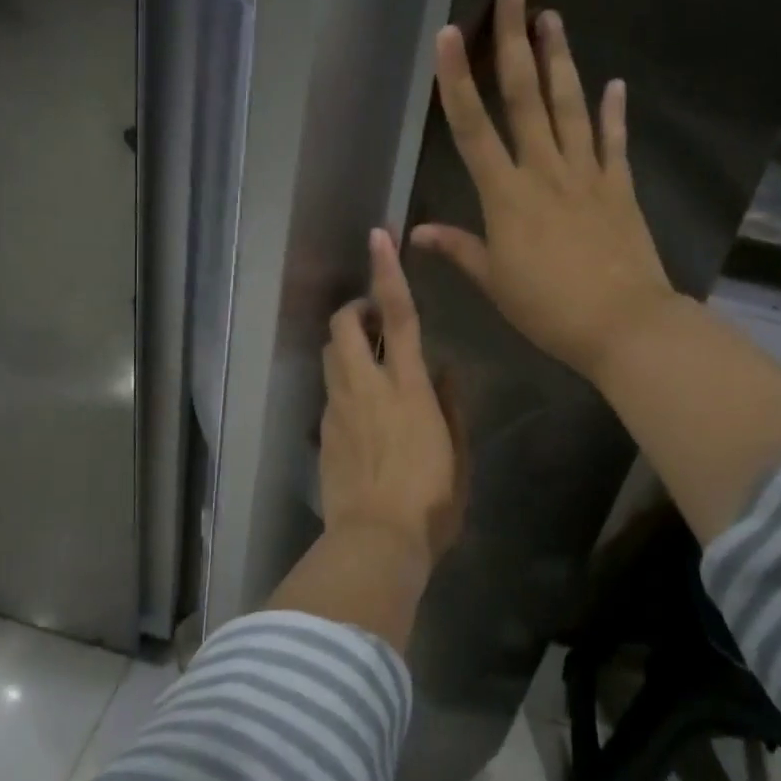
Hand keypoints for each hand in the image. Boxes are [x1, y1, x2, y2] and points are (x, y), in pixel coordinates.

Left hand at [320, 229, 466, 568]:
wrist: (374, 543)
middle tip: (373, 319)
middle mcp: (366, 387)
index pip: (398, 316)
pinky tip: (360, 412)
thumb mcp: (458, 455)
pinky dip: (342, 385)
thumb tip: (445, 369)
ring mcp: (338, 408)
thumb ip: (451, 406)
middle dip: (354, 308)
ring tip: (367, 361)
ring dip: (346, 344)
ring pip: (329, 354)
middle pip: (345, 325)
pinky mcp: (322, 432)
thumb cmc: (431, 503)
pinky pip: (329, 392)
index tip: (378, 237)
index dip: (387, 273)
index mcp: (408, 387)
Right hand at [411, 0, 676, 381]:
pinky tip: (614, 84)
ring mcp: (587, 174)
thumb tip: (416, 231)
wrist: (624, 325)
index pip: (473, 127)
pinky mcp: (619, 187)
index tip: (449, 34)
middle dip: (515, 42)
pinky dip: (613, 113)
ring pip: (569, 107)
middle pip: (525, 97)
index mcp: (506, 195)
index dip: (456, 79)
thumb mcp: (494, 283)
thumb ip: (459, 249)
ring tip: (553, 19)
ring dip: (559, 60)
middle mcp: (545, 170)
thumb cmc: (548, 308)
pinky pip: (613, 142)